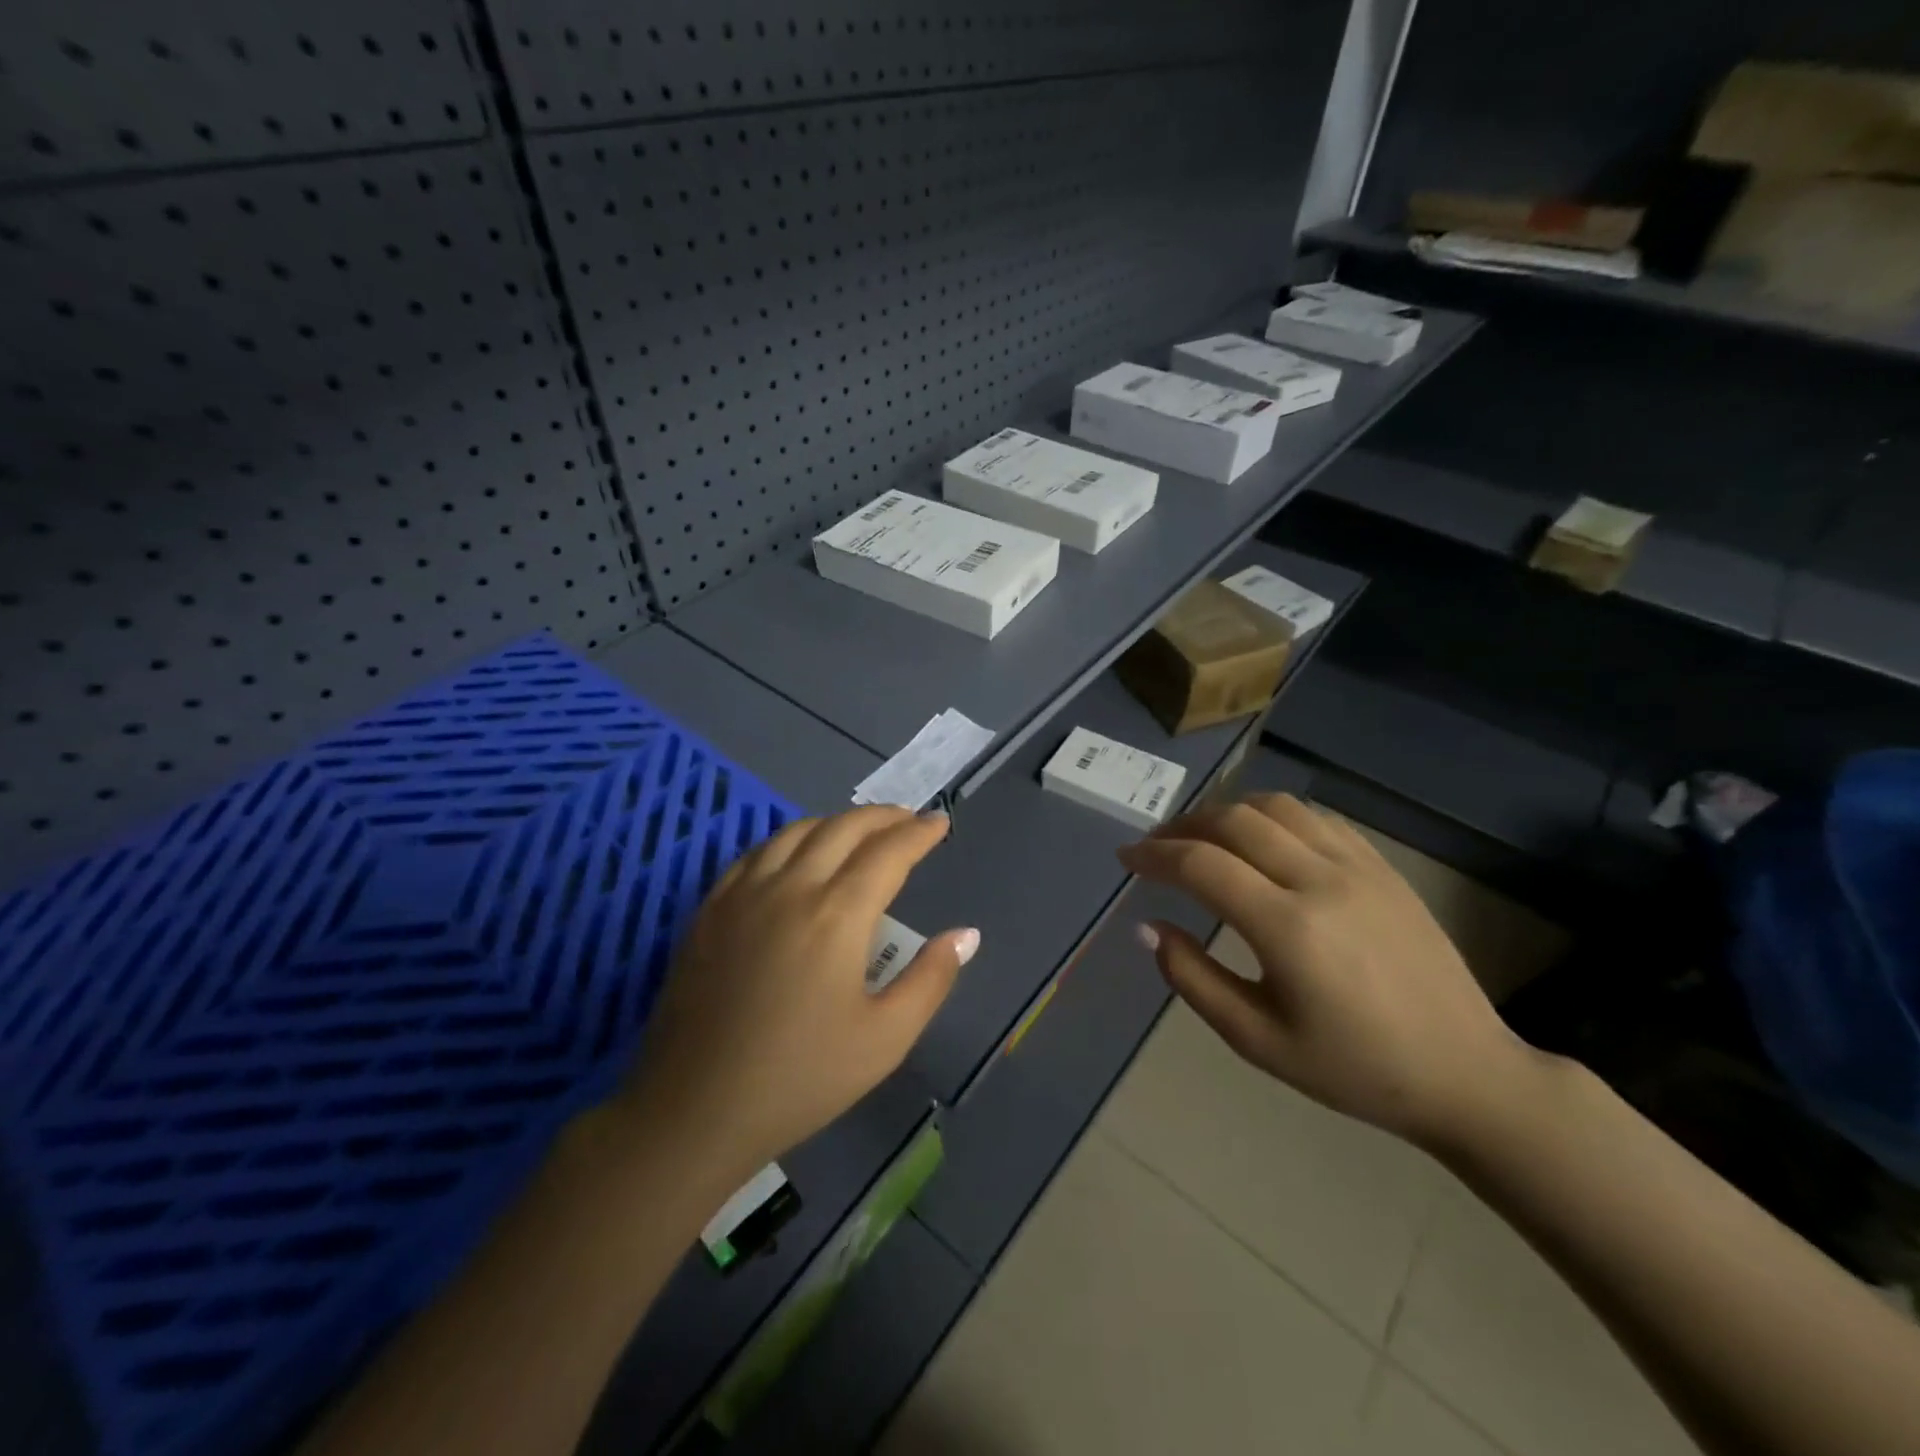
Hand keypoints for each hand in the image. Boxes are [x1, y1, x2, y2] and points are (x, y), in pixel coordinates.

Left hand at [617, 806, 977, 1182]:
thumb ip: (931, 979)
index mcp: (836, 915)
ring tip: (860, 832)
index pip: (888, 853)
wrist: (694, 1110)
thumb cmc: (800, 1078)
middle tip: (908, 819)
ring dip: (836, 822)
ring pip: (796, 832)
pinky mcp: (710, 909)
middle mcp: (790, 888)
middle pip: (843, 829)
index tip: (940, 823)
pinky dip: (790, 840)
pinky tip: (797, 855)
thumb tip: (966, 935)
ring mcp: (743, 894)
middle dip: (883, 817)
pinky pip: (756, 853)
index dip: (919, 834)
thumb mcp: (885, 1040)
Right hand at [1118, 794, 1537, 1148]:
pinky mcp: (1382, 866)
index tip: (1126, 859)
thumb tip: (1150, 927)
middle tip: (1156, 846)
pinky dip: (1272, 815)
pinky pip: (1315, 818)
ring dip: (1226, 811)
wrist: (1464, 1072)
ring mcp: (1358, 867)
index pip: (1201, 865)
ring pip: (1275, 807)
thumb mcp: (1257, 1040)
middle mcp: (1321, 881)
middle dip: (1182, 826)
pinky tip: (1259, 837)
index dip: (1154, 855)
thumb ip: (1192, 979)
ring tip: (1201, 835)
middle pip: (1234, 821)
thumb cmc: (1353, 1068)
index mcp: (1288, 929)